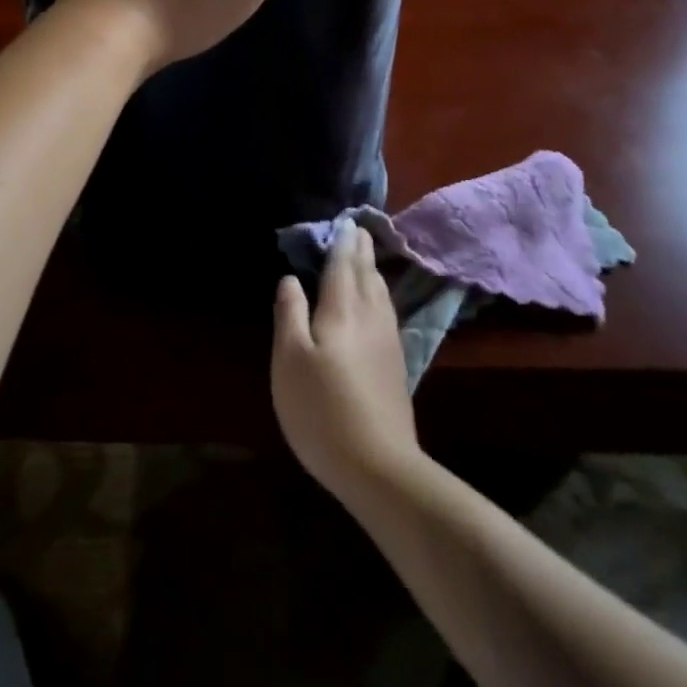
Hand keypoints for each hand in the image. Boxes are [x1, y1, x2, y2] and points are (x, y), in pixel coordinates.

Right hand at [271, 218, 421, 505]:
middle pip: (367, 273)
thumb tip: (290, 279)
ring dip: (372, 269)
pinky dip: (380, 292)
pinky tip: (378, 301)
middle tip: (357, 228)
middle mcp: (370, 316)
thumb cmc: (322, 409)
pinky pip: (387, 310)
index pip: (342, 265)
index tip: (343, 220)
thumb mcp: (290, 359)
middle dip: (360, 249)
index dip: (341, 242)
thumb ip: (290, 313)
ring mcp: (388, 340)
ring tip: (365, 257)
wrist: (379, 466)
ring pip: (381, 291)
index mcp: (341, 309)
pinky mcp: (396, 363)